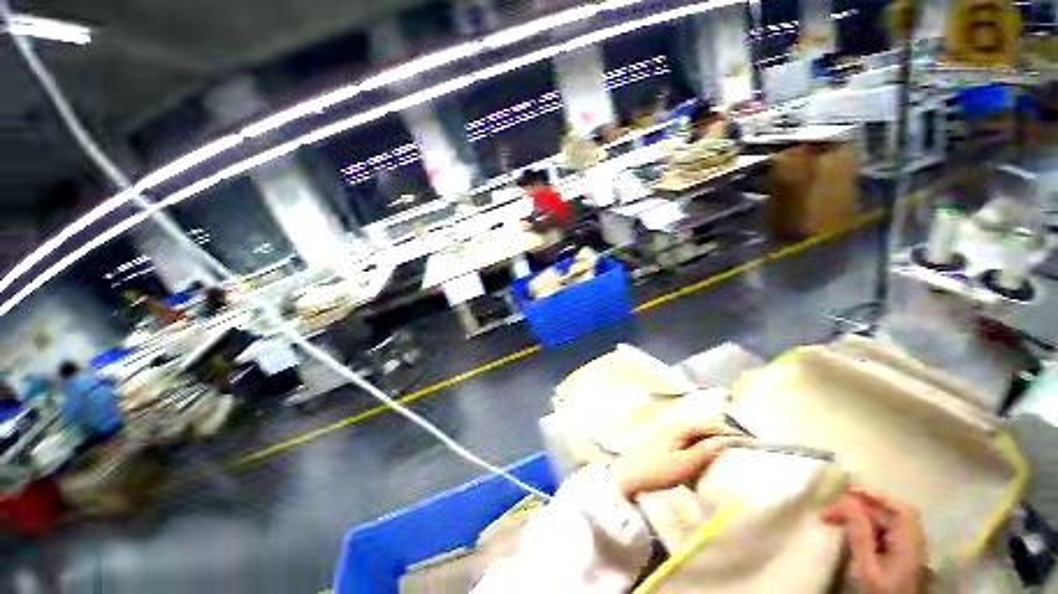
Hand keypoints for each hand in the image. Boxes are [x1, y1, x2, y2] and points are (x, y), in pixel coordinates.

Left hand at [609, 424, 741, 499]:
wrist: (627, 478)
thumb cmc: (656, 470)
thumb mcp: (683, 464)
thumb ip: (703, 452)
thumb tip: (722, 441)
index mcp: (678, 428)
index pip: (707, 425)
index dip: (727, 431)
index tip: (747, 439)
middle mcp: (671, 427)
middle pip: (700, 429)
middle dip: (719, 435)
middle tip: (738, 447)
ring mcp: (665, 436)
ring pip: (693, 437)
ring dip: (708, 442)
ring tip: (724, 453)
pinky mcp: (661, 446)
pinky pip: (685, 444)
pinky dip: (696, 449)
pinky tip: (700, 460)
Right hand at [822, 489, 927, 593]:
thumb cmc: (877, 592)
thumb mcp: (866, 567)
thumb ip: (860, 535)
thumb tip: (848, 501)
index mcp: (909, 543)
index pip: (900, 509)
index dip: (876, 494)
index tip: (848, 489)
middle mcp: (912, 541)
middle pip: (887, 514)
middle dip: (857, 507)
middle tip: (828, 511)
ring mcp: (905, 548)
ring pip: (882, 521)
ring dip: (857, 516)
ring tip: (831, 517)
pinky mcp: (897, 554)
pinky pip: (881, 530)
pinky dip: (862, 525)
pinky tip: (846, 529)